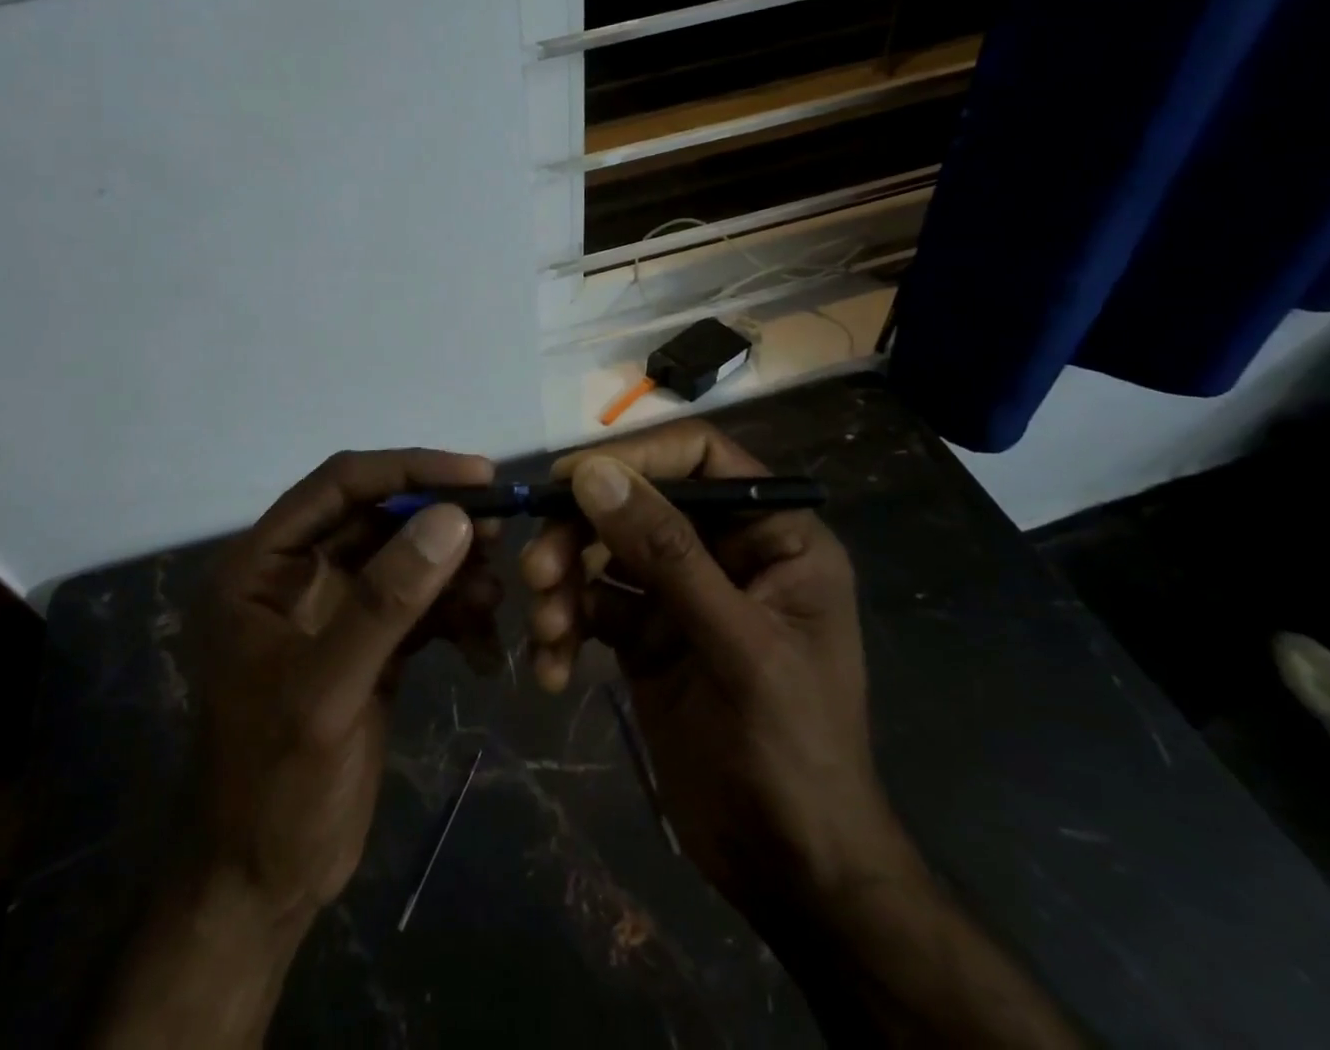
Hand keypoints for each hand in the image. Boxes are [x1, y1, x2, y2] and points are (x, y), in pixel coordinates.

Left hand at [98, 449, 496, 1049]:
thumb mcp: (327, 691)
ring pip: (407, 560)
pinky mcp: (367, 645)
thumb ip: (386, 601)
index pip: (340, 485)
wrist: (264, 884)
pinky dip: (456, 618)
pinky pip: (420, 607)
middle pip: (381, 517)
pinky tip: (484, 653)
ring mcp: (334, 609)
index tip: (480, 475)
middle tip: (504, 534)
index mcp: (262, 564)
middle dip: (442, 524)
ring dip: (456, 574)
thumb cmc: (275, 785)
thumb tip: (452, 517)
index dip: (410, 469)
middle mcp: (296, 573)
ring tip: (495, 600)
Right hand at [520, 421, 913, 910]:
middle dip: (581, 535)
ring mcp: (681, 594)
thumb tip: (593, 473)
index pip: (700, 458)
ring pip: (604, 554)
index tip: (569, 477)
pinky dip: (566, 628)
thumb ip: (666, 554)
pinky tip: (551, 668)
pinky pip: (592, 606)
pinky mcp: (646, 634)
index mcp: (773, 536)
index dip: (636, 457)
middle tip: (537, 570)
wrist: (790, 872)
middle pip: (637, 504)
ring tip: (547, 631)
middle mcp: (724, 552)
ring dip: (565, 584)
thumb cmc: (791, 751)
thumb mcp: (736, 645)